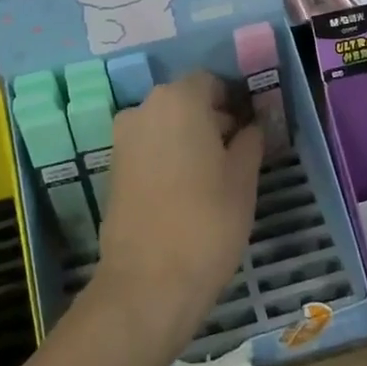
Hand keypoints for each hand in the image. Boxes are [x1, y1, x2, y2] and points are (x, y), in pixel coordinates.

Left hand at [95, 72, 262, 340]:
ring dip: (190, 139)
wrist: (148, 282)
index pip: (212, 83)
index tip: (252, 128)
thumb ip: (250, 140)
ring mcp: (123, 139)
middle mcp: (144, 109)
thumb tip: (253, 124)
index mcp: (179, 100)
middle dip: (212, 120)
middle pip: (186, 101)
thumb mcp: (243, 178)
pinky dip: (168, 158)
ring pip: (166, 126)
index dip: (235, 101)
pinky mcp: (113, 169)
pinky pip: (149, 149)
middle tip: (239, 153)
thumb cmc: (207, 221)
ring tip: (215, 177)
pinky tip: (188, 191)